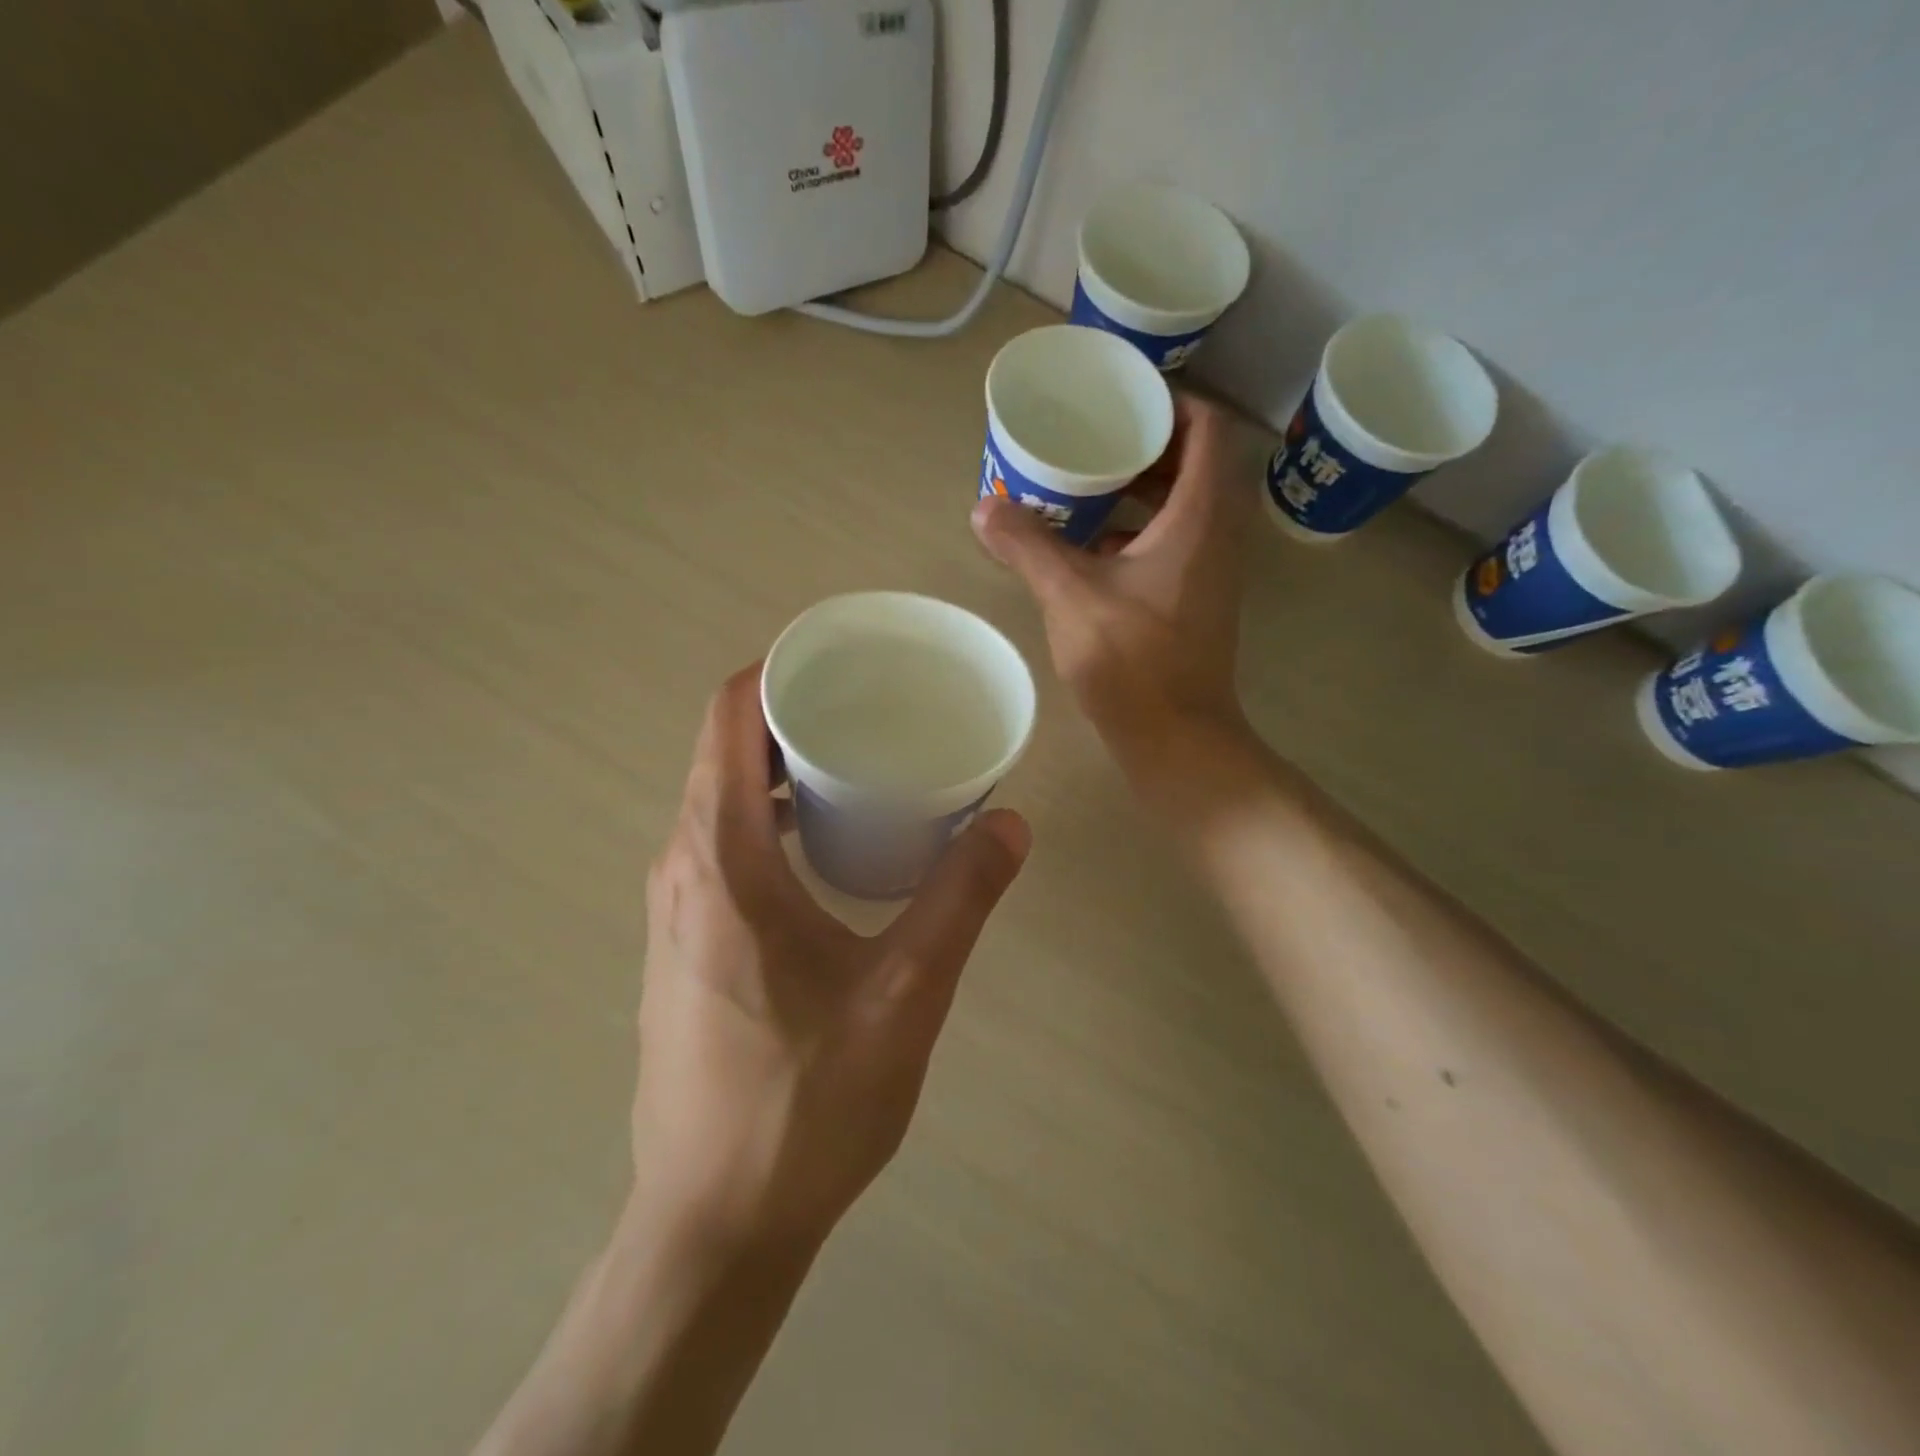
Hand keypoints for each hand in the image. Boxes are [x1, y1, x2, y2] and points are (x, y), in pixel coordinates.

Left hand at [630, 666, 1030, 1259]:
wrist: (714, 1222)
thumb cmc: (804, 1104)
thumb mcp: (904, 996)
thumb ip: (958, 898)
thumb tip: (1009, 821)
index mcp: (720, 858)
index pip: (729, 717)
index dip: (780, 669)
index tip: (845, 658)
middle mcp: (682, 866)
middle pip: (726, 750)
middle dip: (797, 715)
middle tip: (876, 709)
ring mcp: (675, 907)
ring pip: (723, 799)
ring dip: (786, 770)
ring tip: (864, 767)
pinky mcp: (685, 942)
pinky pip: (722, 844)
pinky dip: (772, 817)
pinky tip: (831, 848)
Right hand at [971, 393, 1257, 765]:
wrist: (1176, 737)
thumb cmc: (1133, 661)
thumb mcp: (1071, 596)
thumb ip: (1028, 547)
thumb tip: (983, 508)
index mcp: (1199, 516)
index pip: (1206, 429)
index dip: (1169, 404)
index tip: (1120, 403)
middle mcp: (1216, 534)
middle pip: (1193, 465)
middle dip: (1143, 447)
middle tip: (1091, 441)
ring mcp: (1210, 570)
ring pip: (1181, 508)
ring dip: (1137, 492)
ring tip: (1083, 487)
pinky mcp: (1195, 600)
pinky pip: (1172, 543)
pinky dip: (1135, 533)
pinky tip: (1088, 549)